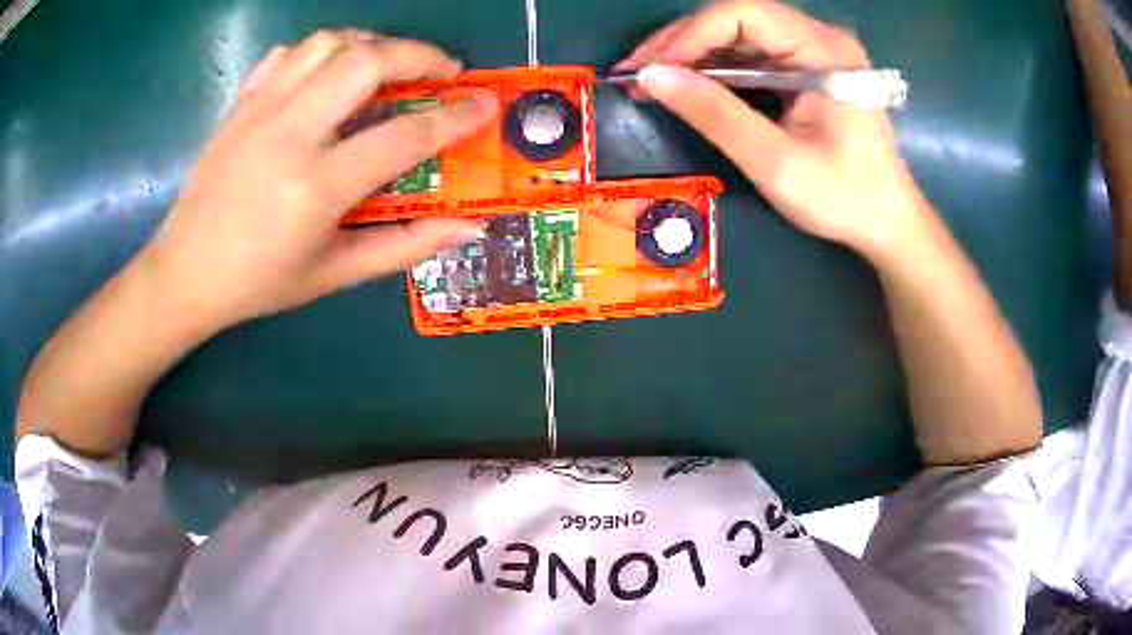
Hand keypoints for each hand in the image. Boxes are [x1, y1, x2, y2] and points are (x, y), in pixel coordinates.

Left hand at [143, 30, 497, 329]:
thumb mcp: (334, 274)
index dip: (454, 117)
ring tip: (389, 63)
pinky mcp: (240, 105)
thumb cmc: (258, 283)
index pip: (403, 136)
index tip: (486, 104)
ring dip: (370, 44)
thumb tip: (468, 227)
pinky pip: (286, 55)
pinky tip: (329, 73)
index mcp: (316, 186)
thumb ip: (404, 246)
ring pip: (326, 45)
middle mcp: (289, 134)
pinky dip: (319, 52)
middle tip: (443, 71)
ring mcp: (259, 111)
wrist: (184, 274)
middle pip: (365, 62)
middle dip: (418, 55)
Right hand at [617, 0, 927, 260]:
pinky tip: (689, 86)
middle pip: (738, 19)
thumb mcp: (776, 162)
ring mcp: (815, 52)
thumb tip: (650, 78)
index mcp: (825, 51)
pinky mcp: (808, 68)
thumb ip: (715, 115)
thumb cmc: (843, 198)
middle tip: (637, 74)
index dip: (689, 35)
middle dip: (684, 43)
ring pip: (740, 36)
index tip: (647, 68)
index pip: (744, 14)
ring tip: (652, 81)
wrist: (886, 222)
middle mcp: (820, 38)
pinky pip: (753, 56)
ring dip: (694, 55)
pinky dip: (717, 69)